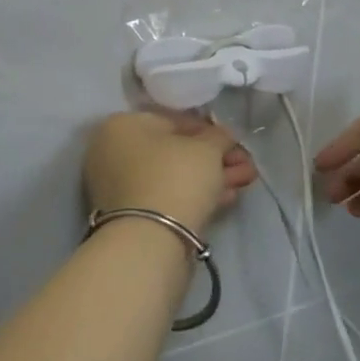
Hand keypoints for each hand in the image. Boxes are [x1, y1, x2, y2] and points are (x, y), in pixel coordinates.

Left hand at [84, 111, 256, 235]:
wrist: (151, 239)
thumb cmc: (175, 176)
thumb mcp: (207, 148)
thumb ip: (218, 136)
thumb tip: (223, 136)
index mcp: (122, 125)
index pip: (173, 121)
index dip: (210, 131)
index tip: (235, 142)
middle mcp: (113, 152)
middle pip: (174, 151)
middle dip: (215, 158)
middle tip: (245, 165)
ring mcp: (119, 187)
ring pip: (173, 176)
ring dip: (211, 177)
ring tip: (246, 181)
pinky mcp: (131, 217)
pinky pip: (167, 197)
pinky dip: (195, 195)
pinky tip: (227, 198)